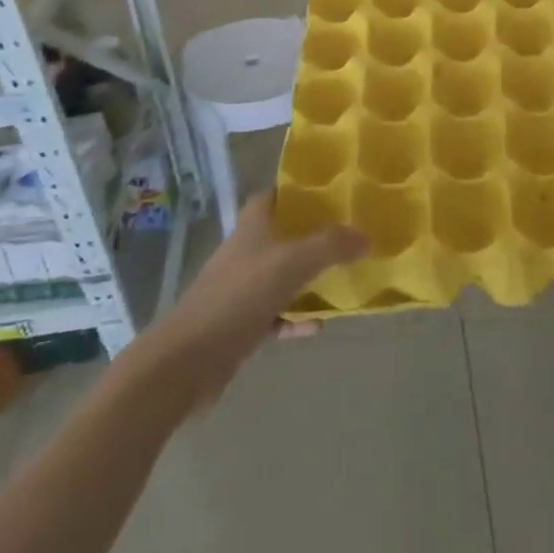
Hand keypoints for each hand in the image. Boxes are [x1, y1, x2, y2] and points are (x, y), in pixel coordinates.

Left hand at [155, 193, 366, 396]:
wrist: (187, 361)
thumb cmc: (239, 297)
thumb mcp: (292, 264)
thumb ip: (331, 246)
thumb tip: (366, 234)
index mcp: (253, 226)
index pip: (275, 195)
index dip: (299, 191)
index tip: (332, 192)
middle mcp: (246, 252)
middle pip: (282, 235)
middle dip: (313, 235)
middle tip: (348, 235)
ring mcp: (241, 289)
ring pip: (281, 276)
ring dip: (308, 279)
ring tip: (342, 279)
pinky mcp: (240, 325)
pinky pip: (276, 315)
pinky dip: (296, 318)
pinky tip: (317, 325)